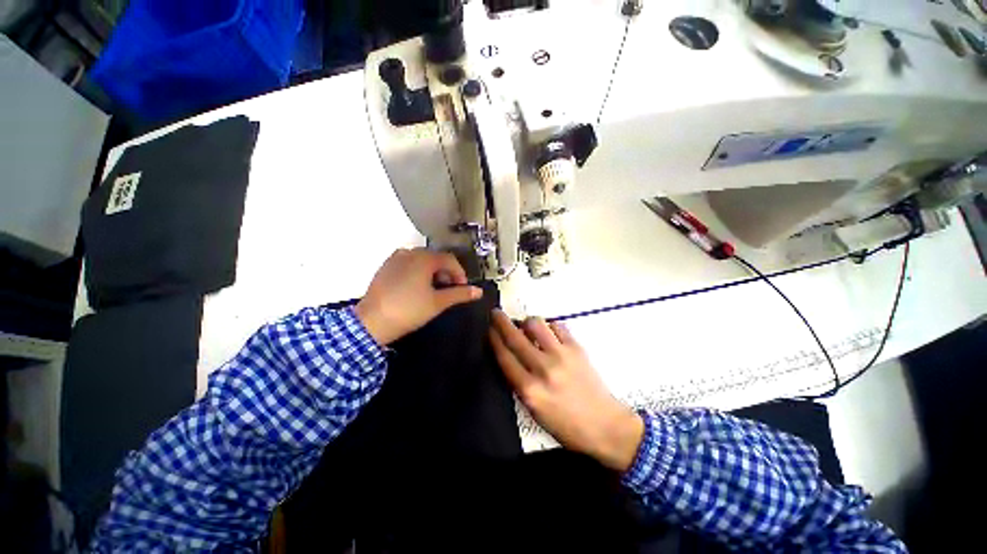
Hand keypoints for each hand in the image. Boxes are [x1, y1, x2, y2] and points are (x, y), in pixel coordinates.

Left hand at [355, 249, 482, 345]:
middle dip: (446, 273)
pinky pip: (408, 264)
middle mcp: (409, 253)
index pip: (450, 259)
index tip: (462, 288)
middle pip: (436, 258)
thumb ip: (460, 294)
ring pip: (421, 260)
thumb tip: (478, 291)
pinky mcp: (385, 267)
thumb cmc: (408, 310)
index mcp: (423, 258)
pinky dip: (418, 272)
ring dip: (433, 272)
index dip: (460, 273)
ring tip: (434, 289)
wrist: (371, 323)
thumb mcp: (438, 303)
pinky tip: (416, 288)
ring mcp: (395, 259)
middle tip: (449, 290)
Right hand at [489, 311, 643, 471]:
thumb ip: (519, 383)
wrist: (605, 426)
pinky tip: (548, 331)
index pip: (504, 357)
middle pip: (515, 338)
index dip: (494, 339)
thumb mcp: (534, 411)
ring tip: (526, 324)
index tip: (488, 329)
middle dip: (501, 322)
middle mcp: (542, 369)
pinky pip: (557, 326)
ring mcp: (561, 356)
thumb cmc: (566, 425)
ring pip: (536, 324)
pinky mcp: (577, 348)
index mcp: (529, 390)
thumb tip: (509, 356)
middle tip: (496, 313)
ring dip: (526, 321)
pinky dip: (549, 325)